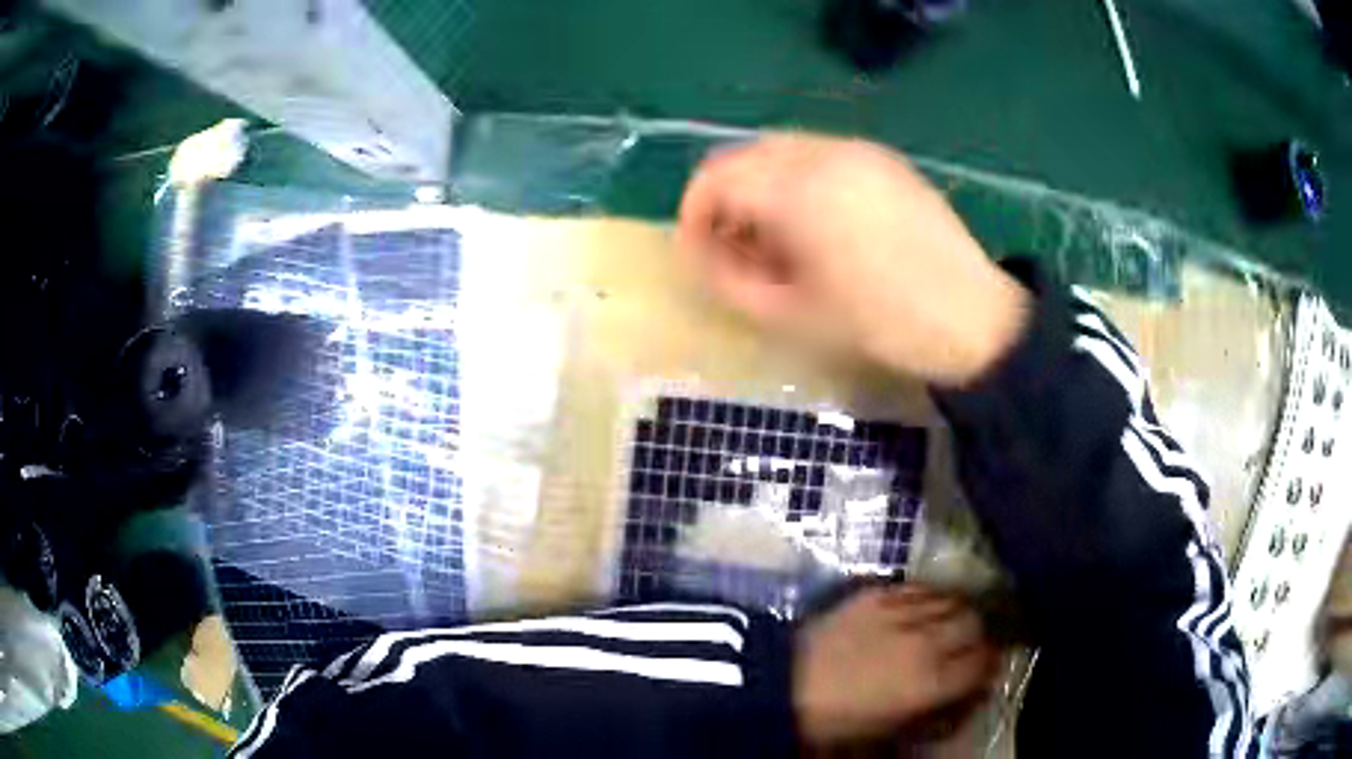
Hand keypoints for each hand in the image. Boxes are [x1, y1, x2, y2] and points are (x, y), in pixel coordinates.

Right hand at [677, 134, 1030, 386]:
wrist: (972, 319)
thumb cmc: (879, 325)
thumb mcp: (790, 314)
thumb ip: (728, 279)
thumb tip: (699, 253)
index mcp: (797, 189)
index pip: (715, 179)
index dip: (693, 215)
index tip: (698, 253)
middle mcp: (823, 152)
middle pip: (744, 156)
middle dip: (725, 199)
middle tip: (734, 248)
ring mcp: (858, 149)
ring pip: (780, 151)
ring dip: (760, 187)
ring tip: (775, 239)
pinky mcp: (884, 158)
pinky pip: (819, 155)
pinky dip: (797, 180)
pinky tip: (816, 223)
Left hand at [793, 585, 997, 746]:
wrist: (780, 688)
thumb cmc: (835, 722)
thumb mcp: (891, 731)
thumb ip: (936, 714)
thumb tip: (963, 697)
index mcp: (931, 682)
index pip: (984, 660)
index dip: (989, 663)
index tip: (984, 668)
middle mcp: (926, 641)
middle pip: (975, 622)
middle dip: (977, 634)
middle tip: (967, 645)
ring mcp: (900, 613)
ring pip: (951, 599)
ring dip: (956, 611)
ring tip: (948, 623)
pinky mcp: (876, 594)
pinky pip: (918, 587)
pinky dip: (929, 596)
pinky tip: (922, 606)